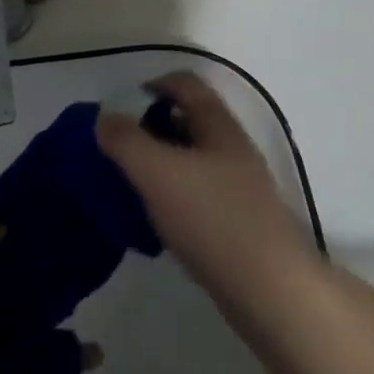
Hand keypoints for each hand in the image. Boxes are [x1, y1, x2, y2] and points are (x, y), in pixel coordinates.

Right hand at [96, 72, 316, 301]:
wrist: (269, 289)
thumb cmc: (212, 218)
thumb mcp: (159, 172)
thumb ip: (126, 141)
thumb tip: (104, 118)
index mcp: (218, 126)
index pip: (186, 84)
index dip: (153, 84)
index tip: (121, 106)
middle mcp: (232, 149)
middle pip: (189, 120)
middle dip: (151, 127)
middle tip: (118, 148)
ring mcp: (238, 186)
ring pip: (192, 159)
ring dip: (160, 163)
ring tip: (128, 183)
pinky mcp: (237, 221)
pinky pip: (197, 194)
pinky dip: (172, 195)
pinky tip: (154, 218)